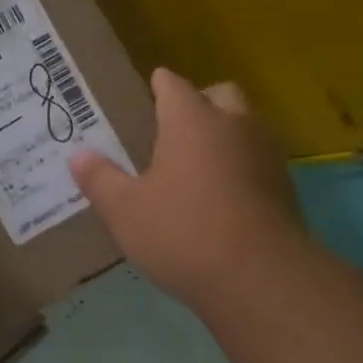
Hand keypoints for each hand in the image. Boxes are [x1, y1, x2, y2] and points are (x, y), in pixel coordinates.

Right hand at [70, 68, 306, 308]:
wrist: (259, 278)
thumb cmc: (183, 233)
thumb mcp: (125, 211)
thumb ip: (100, 179)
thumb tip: (77, 154)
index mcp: (192, 120)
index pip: (173, 85)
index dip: (159, 85)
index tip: (149, 90)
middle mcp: (234, 125)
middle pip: (220, 95)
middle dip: (199, 102)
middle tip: (174, 128)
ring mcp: (266, 154)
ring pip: (246, 125)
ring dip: (225, 133)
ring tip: (197, 163)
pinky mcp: (285, 186)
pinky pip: (258, 160)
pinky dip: (242, 166)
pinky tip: (223, 196)